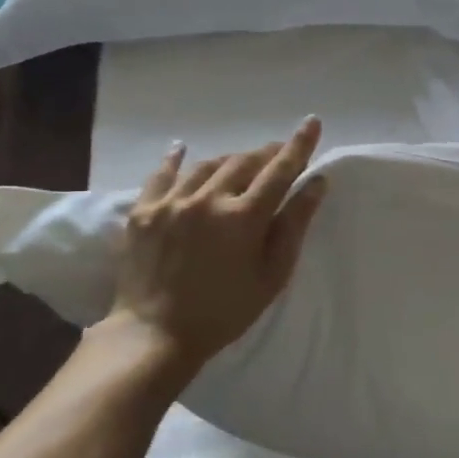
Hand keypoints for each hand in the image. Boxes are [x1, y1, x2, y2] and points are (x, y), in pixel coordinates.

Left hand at [102, 117, 328, 380]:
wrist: (155, 334)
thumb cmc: (226, 311)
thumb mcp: (272, 274)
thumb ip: (294, 225)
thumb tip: (316, 183)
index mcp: (244, 217)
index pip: (280, 170)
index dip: (298, 145)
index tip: (312, 123)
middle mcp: (208, 199)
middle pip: (244, 162)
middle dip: (266, 154)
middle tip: (279, 154)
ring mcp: (171, 203)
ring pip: (208, 166)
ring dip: (231, 160)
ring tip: (242, 163)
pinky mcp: (143, 212)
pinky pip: (161, 175)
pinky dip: (175, 160)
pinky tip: (181, 148)